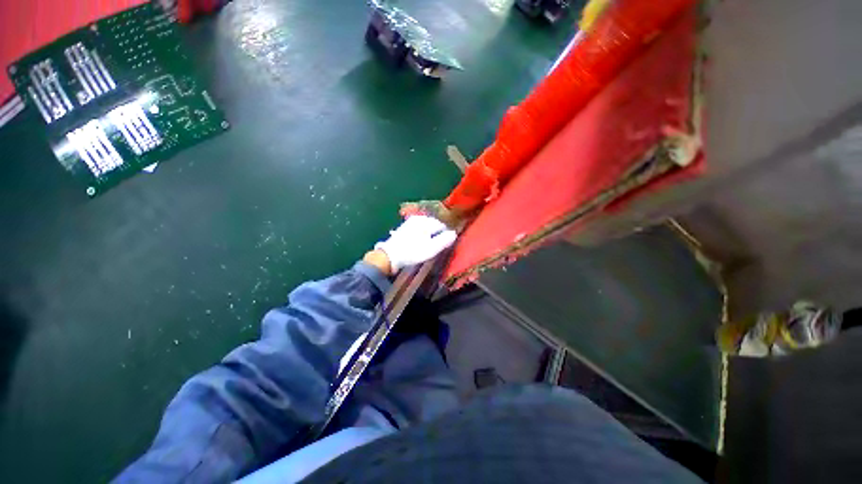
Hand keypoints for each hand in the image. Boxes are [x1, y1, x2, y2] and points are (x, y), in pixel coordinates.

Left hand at [373, 216, 457, 273]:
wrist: (389, 256)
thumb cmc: (412, 252)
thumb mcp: (431, 249)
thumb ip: (444, 240)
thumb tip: (454, 233)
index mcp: (426, 222)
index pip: (442, 225)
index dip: (445, 235)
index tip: (445, 244)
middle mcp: (419, 218)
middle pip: (434, 224)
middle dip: (437, 233)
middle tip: (437, 246)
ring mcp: (410, 221)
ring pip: (426, 226)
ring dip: (429, 234)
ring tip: (428, 245)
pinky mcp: (405, 227)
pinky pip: (419, 228)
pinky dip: (422, 234)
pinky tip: (419, 242)